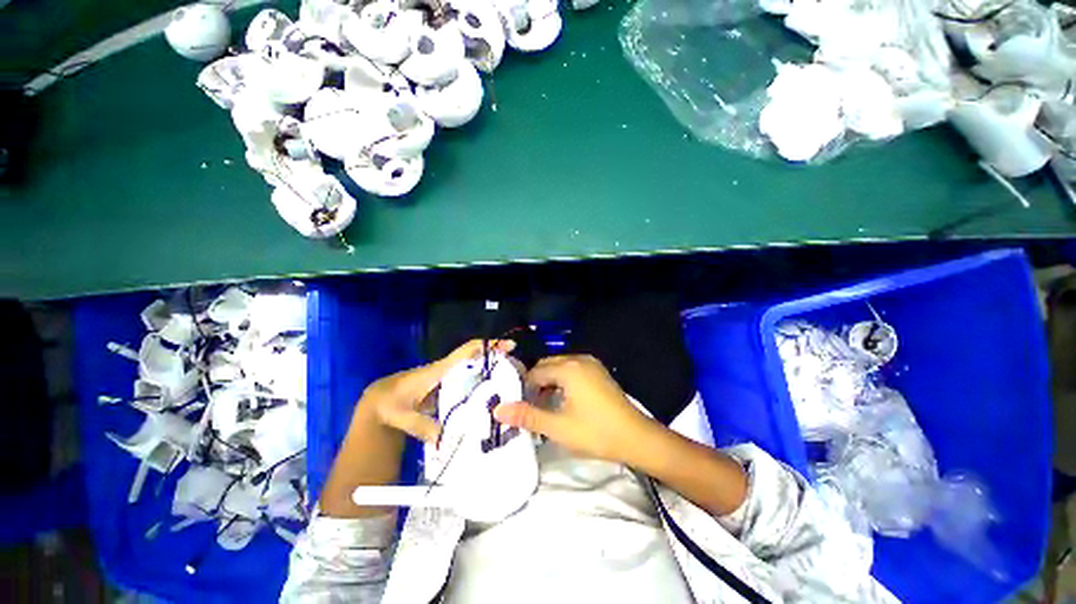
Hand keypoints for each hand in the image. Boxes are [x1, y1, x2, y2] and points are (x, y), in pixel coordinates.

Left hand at [360, 339, 515, 443]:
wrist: (378, 401)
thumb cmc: (389, 403)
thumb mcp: (402, 416)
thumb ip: (423, 427)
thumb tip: (446, 442)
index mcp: (440, 370)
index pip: (466, 352)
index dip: (487, 346)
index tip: (508, 347)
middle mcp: (448, 371)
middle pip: (477, 359)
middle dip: (497, 360)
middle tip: (518, 371)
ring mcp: (449, 379)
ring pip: (474, 370)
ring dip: (492, 372)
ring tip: (511, 384)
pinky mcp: (448, 388)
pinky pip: (469, 381)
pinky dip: (482, 384)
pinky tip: (492, 398)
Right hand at [494, 355, 656, 465]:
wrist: (636, 438)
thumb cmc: (595, 432)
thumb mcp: (558, 427)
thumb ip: (527, 416)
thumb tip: (497, 410)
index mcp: (568, 368)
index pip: (535, 372)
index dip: (524, 389)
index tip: (520, 408)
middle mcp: (579, 359)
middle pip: (547, 366)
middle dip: (536, 384)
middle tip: (532, 408)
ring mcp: (591, 364)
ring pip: (560, 367)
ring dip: (549, 383)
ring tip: (546, 406)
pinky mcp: (598, 371)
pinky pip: (573, 370)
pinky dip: (563, 381)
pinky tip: (564, 400)